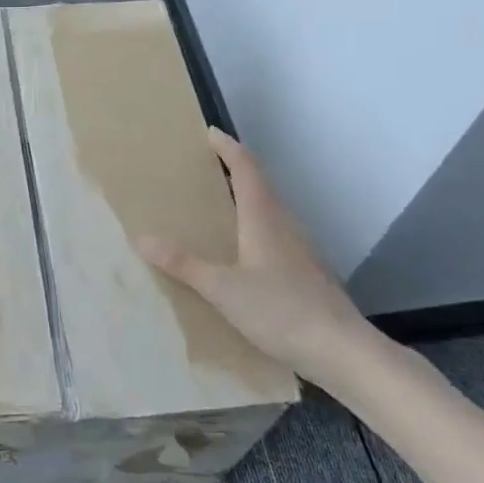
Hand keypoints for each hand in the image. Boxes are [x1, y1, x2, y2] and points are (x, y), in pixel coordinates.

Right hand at [137, 127, 382, 388]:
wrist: (340, 349)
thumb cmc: (279, 310)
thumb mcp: (222, 288)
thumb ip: (183, 264)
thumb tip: (143, 238)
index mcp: (264, 219)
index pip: (247, 169)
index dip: (228, 148)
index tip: (210, 133)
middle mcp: (284, 225)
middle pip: (260, 186)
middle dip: (234, 171)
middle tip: (206, 169)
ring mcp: (300, 249)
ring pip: (270, 211)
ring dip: (246, 200)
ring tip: (219, 207)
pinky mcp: (306, 272)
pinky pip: (275, 235)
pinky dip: (254, 228)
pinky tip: (243, 252)